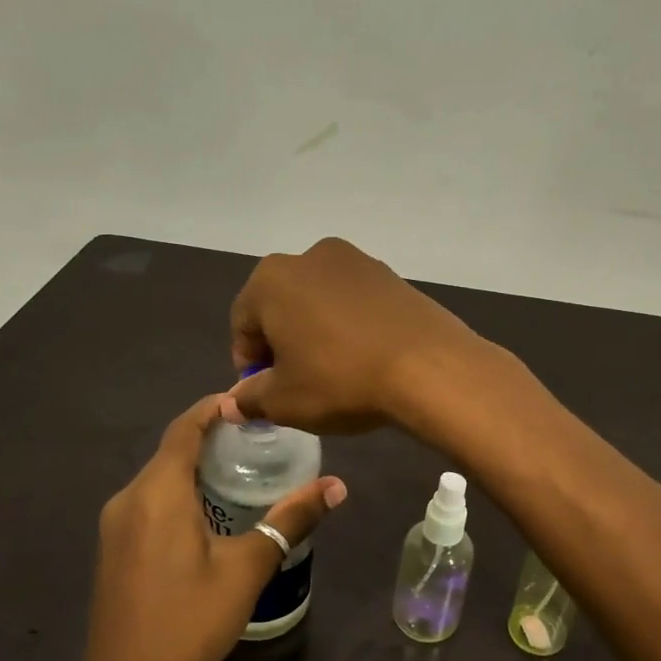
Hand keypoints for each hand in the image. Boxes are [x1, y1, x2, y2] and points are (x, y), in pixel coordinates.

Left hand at [78, 395, 346, 660]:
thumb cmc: (189, 621)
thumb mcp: (247, 568)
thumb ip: (290, 520)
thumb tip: (336, 486)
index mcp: (157, 491)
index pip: (185, 428)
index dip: (214, 408)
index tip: (249, 400)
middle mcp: (129, 498)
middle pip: (171, 450)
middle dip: (211, 436)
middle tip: (259, 435)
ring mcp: (115, 525)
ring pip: (159, 477)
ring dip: (195, 465)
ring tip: (241, 467)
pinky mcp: (113, 549)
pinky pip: (149, 501)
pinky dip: (180, 491)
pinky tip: (209, 510)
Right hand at [224, 237, 489, 433]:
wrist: (428, 366)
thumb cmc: (340, 380)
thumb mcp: (285, 401)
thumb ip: (250, 398)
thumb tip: (232, 403)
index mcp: (271, 279)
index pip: (243, 323)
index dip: (248, 363)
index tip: (264, 392)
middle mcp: (310, 257)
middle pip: (281, 306)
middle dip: (282, 344)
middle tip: (297, 383)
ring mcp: (356, 261)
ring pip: (319, 302)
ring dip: (316, 333)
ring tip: (334, 372)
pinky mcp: (391, 275)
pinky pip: (355, 303)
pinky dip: (350, 326)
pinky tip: (364, 358)